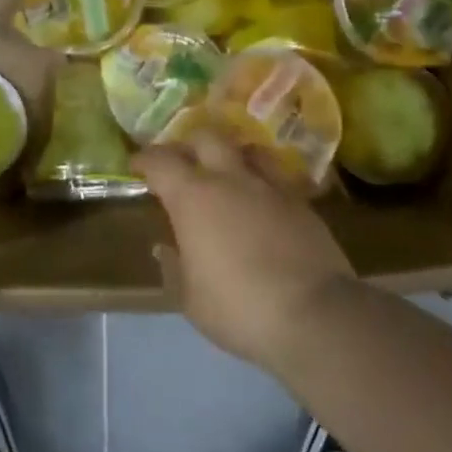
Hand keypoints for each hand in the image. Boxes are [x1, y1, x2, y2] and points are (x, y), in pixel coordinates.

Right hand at [134, 133, 354, 370]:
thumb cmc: (239, 307)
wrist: (314, 313)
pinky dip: (261, 180)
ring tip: (225, 171)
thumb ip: (174, 267)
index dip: (145, 159)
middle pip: (206, 138)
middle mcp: (230, 179)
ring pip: (246, 149)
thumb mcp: (191, 299)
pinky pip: (275, 176)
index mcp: (193, 197)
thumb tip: (165, 247)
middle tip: (181, 162)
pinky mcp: (301, 201)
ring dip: (230, 154)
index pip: (161, 161)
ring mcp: (270, 186)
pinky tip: (261, 200)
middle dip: (189, 145)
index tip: (137, 165)